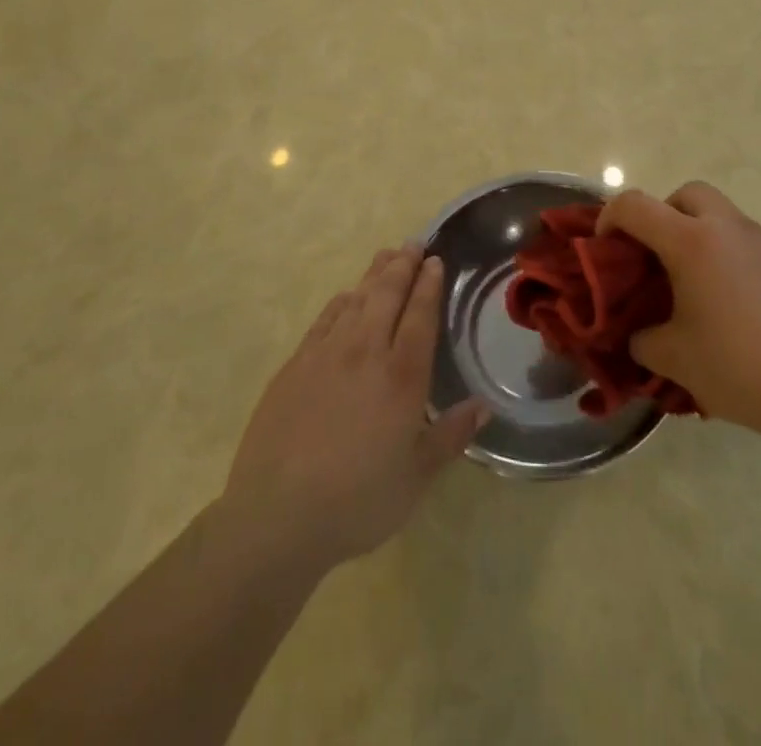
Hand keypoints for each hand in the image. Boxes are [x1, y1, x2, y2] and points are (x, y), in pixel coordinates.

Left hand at [221, 246, 488, 571]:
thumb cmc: (358, 500)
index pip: (419, 314)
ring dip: (374, 274)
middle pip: (387, 294)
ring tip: (386, 256)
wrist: (277, 516)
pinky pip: (324, 319)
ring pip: (356, 299)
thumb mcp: (416, 477)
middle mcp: (365, 352)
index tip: (435, 260)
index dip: (429, 284)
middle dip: (403, 265)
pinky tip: (347, 297)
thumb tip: (484, 406)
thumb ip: (450, 435)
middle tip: (414, 243)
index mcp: (401, 375)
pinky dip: (341, 301)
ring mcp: (325, 354)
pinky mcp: (294, 365)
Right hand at [598, 183, 760, 440]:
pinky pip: (750, 242)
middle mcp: (728, 227)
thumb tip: (639, 333)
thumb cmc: (737, 367)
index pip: (634, 205)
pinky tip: (738, 303)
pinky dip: (732, 256)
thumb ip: (642, 338)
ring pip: (722, 215)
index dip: (610, 218)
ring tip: (699, 285)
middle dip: (664, 214)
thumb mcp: (672, 358)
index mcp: (691, 242)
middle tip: (658, 256)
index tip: (606, 247)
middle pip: (687, 194)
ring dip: (701, 234)